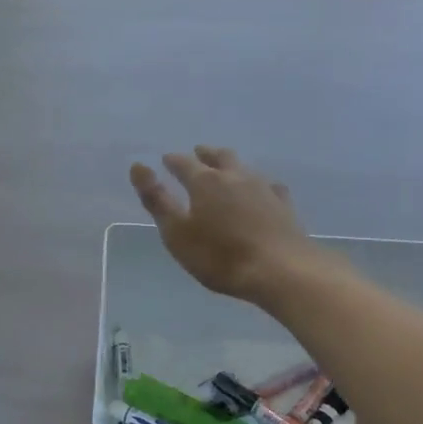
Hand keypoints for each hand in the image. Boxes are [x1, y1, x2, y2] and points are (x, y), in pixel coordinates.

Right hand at [130, 148, 321, 304]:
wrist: (281, 270)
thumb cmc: (220, 256)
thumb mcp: (177, 232)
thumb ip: (156, 200)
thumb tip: (138, 166)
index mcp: (205, 182)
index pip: (184, 163)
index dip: (173, 161)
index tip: (165, 159)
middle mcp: (235, 177)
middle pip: (219, 157)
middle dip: (205, 154)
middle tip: (198, 153)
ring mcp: (263, 189)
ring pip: (244, 168)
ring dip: (231, 166)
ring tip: (226, 169)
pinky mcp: (284, 205)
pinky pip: (269, 186)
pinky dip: (259, 185)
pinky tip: (263, 190)